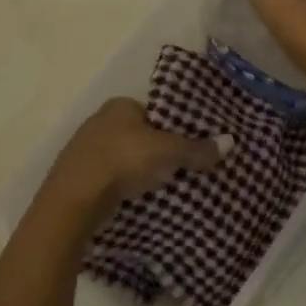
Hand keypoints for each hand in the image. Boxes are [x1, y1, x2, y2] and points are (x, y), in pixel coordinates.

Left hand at [42, 98, 230, 218]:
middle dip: (159, 149)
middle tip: (183, 167)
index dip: (175, 127)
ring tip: (165, 184)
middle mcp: (99, 120)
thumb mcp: (168, 152)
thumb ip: (197, 148)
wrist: (74, 200)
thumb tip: (231, 142)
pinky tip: (138, 196)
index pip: (155, 111)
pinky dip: (125, 184)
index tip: (192, 145)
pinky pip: (111, 176)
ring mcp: (85, 149)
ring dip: (141, 169)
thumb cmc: (123, 161)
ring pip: (125, 156)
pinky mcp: (79, 176)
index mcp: (119, 105)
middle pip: (140, 134)